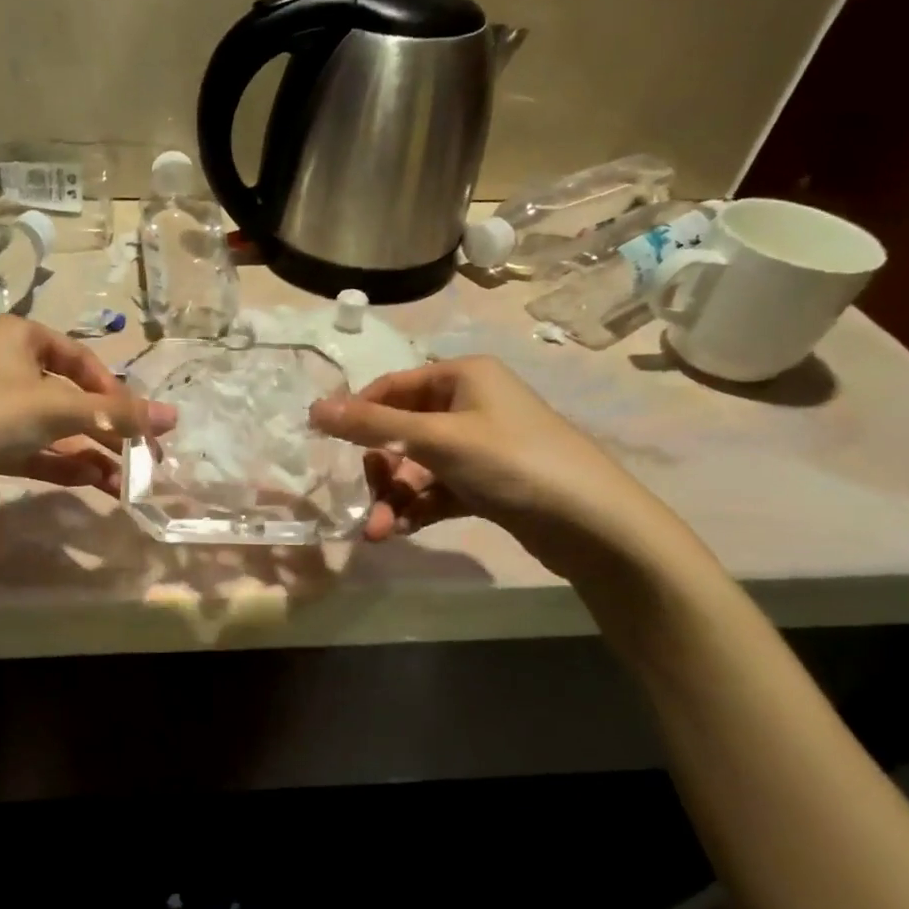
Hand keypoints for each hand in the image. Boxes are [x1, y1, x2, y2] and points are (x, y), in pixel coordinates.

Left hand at [0, 317, 174, 519]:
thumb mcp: (55, 409)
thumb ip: (115, 414)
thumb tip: (174, 416)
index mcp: (19, 336)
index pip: (81, 359)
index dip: (115, 392)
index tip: (139, 424)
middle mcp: (4, 364)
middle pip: (70, 397)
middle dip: (106, 431)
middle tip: (142, 460)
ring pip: (52, 427)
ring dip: (89, 453)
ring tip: (124, 484)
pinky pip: (31, 448)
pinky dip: (61, 464)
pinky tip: (92, 483)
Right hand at [309, 357, 691, 578]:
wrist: (595, 526)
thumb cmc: (513, 462)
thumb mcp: (437, 439)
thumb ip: (373, 425)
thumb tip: (313, 409)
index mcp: (461, 376)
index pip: (391, 387)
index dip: (358, 415)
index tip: (327, 447)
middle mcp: (469, 404)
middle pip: (401, 432)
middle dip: (380, 472)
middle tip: (367, 506)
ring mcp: (479, 445)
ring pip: (417, 466)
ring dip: (395, 498)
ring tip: (382, 533)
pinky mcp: (487, 483)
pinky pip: (437, 489)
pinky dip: (418, 508)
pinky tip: (405, 530)